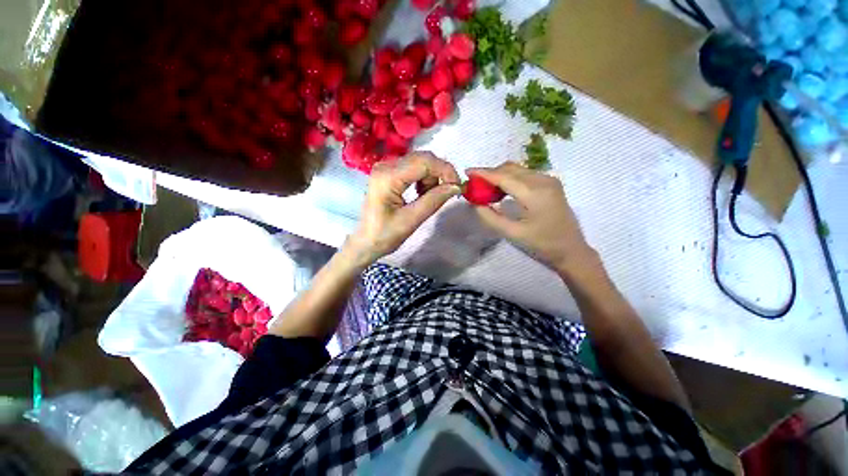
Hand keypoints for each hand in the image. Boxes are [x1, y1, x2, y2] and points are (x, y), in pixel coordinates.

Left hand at [345, 152, 461, 266]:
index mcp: (388, 177)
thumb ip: (434, 200)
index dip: (445, 170)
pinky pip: (413, 168)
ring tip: (429, 197)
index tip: (457, 187)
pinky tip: (421, 193)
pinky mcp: (388, 173)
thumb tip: (456, 187)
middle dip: (439, 174)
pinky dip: (423, 179)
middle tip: (445, 193)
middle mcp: (385, 165)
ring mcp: (385, 167)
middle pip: (423, 158)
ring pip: (420, 162)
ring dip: (431, 178)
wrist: (366, 241)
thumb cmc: (385, 235)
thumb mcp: (412, 220)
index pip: (424, 162)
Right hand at [468, 162, 595, 273]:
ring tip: (486, 188)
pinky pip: (525, 174)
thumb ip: (491, 217)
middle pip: (510, 169)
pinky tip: (502, 190)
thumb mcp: (512, 233)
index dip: (483, 173)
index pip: (504, 177)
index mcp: (535, 193)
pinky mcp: (550, 182)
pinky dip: (510, 178)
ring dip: (499, 175)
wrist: (571, 248)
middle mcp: (543, 180)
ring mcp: (549, 179)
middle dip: (490, 173)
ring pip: (517, 169)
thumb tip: (475, 203)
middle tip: (475, 184)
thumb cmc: (542, 244)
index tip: (467, 172)